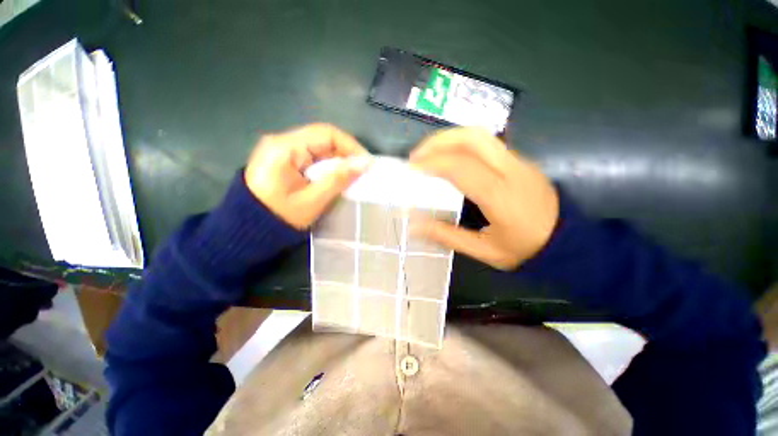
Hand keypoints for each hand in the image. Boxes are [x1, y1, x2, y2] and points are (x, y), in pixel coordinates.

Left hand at [244, 123, 370, 229]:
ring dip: (338, 160)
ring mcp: (281, 149)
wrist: (247, 230)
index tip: (367, 163)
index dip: (351, 146)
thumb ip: (338, 179)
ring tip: (353, 175)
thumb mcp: (313, 200)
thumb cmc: (279, 218)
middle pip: (322, 138)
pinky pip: (312, 156)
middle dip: (346, 153)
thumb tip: (365, 163)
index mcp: (284, 148)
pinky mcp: (284, 159)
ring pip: (319, 147)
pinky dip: (327, 165)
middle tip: (362, 171)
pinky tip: (336, 177)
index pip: (326, 133)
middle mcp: (281, 141)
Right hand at [410, 128, 558, 269]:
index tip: (412, 168)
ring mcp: (518, 161)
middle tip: (417, 155)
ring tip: (429, 153)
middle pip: (472, 138)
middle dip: (438, 141)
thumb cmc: (524, 249)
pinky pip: (486, 143)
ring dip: (449, 138)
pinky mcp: (519, 160)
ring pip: (480, 135)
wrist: (566, 240)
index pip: (461, 167)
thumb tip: (413, 225)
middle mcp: (511, 170)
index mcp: (500, 195)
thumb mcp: (484, 250)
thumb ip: (447, 236)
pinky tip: (450, 157)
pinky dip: (461, 144)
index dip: (433, 163)